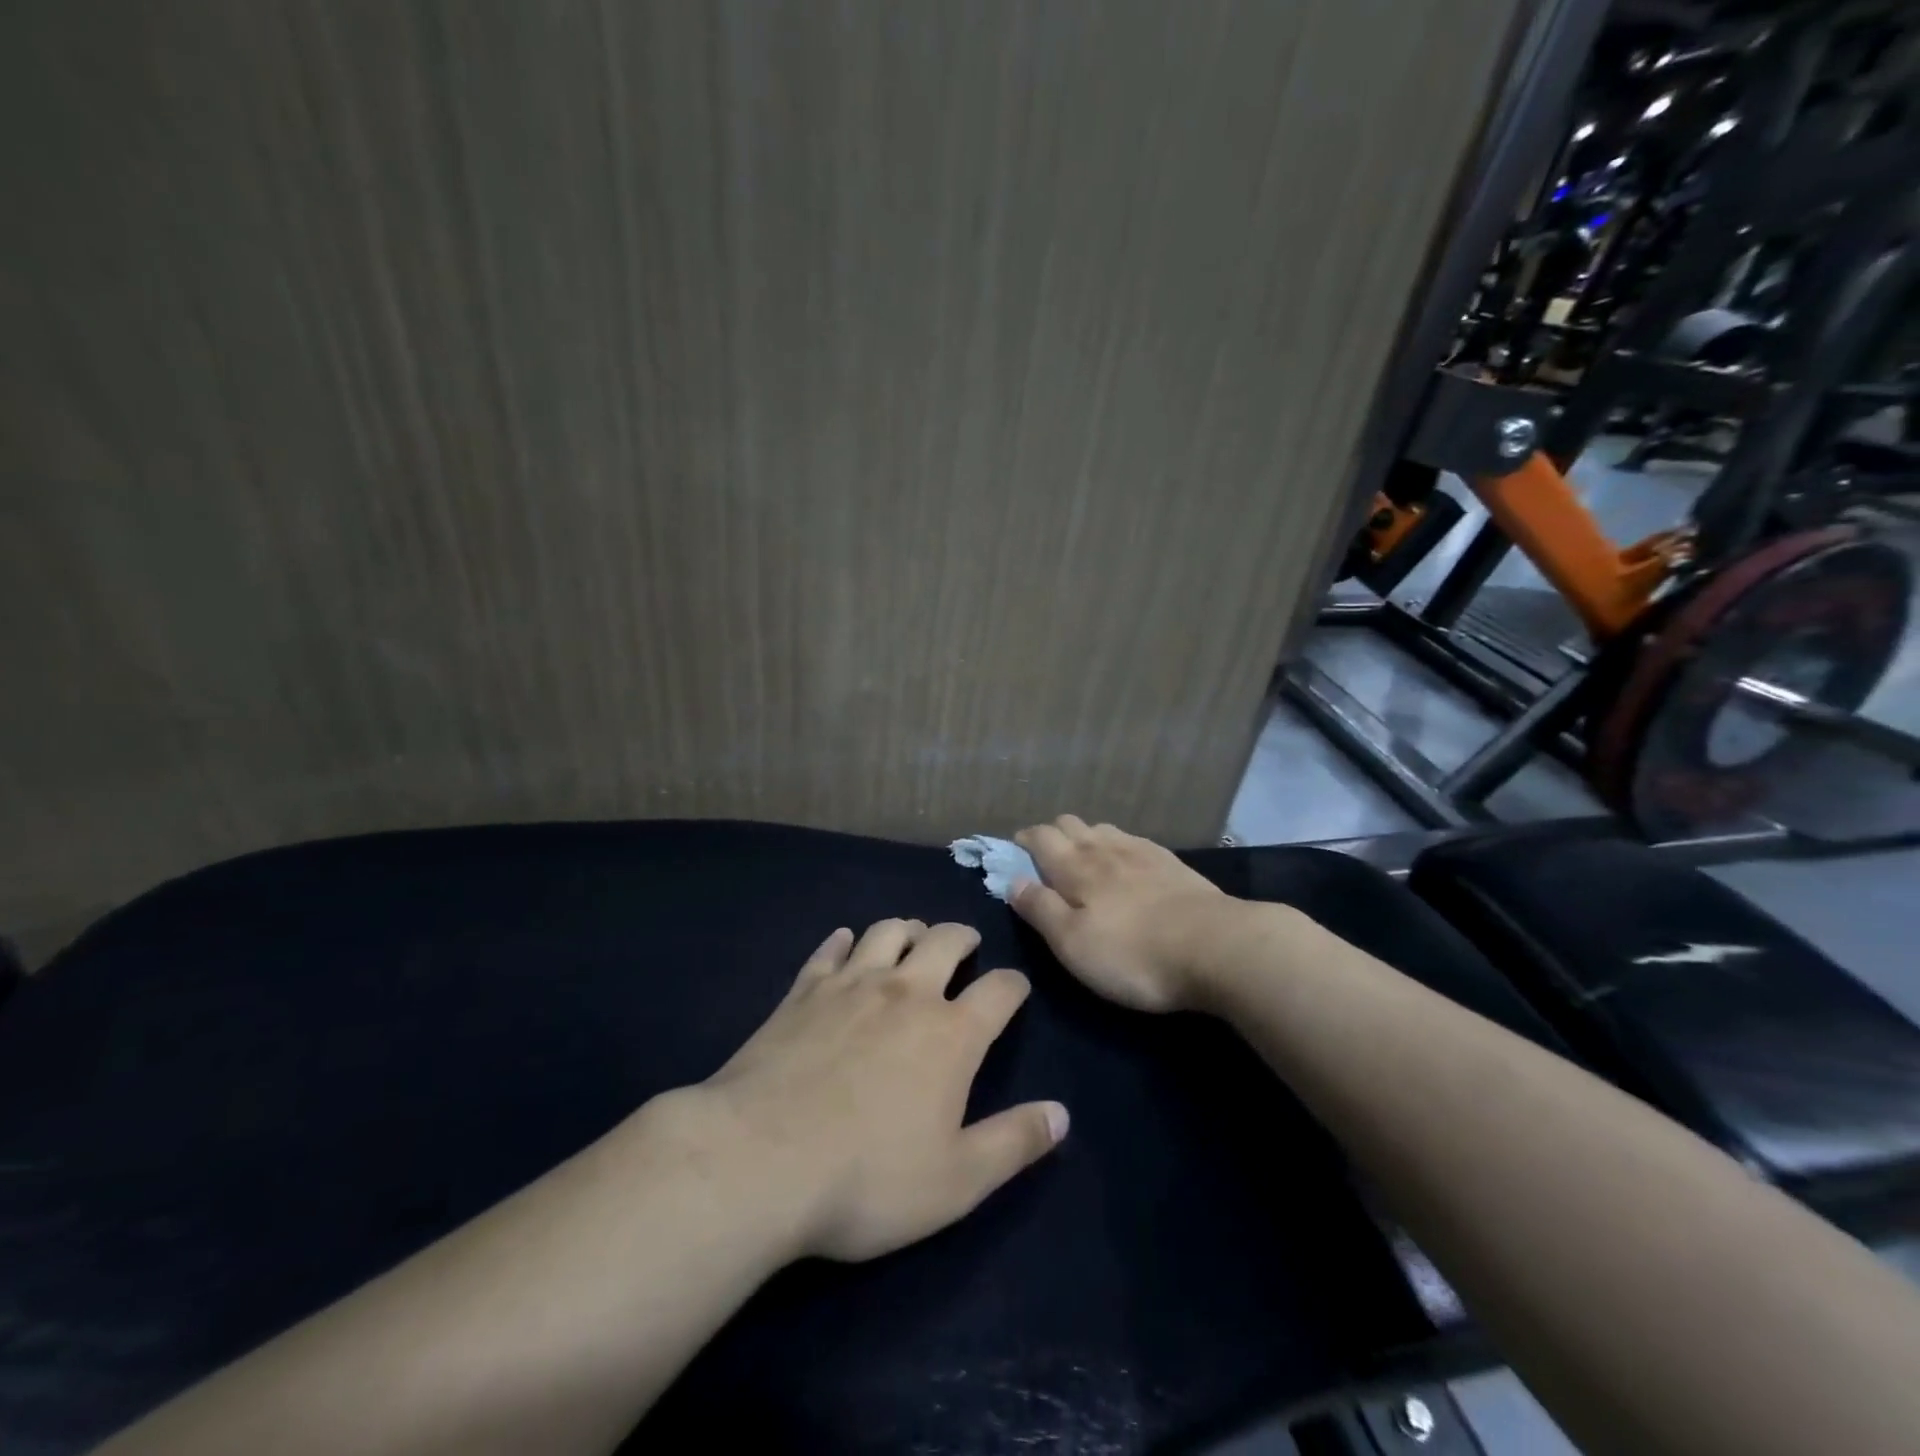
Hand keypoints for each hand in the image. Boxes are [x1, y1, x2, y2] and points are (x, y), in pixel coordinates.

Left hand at [693, 920, 1067, 1262]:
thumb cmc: (867, 1179)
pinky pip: (829, 949)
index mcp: (950, 1033)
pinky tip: (844, 944)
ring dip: (907, 928)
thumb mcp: (956, 1181)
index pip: (1000, 990)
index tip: (1016, 987)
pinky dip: (843, 941)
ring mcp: (850, 984)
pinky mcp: (803, 990)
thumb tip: (1062, 1114)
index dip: (1014, 984)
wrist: (759, 1161)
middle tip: (966, 943)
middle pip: (944, 941)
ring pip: (887, 931)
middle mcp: (906, 993)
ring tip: (913, 936)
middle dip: (963, 937)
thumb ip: (1014, 1143)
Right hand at [1010, 816, 1235, 1012]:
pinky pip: (1134, 841)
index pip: (1040, 837)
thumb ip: (1040, 909)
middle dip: (1052, 834)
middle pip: (1070, 823)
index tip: (1014, 852)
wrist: (1216, 947)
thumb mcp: (1072, 943)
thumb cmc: (1132, 953)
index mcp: (1075, 866)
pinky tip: (1127, 863)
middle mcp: (1105, 848)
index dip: (1023, 841)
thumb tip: (1013, 881)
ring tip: (1084, 860)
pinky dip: (1118, 845)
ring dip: (1086, 836)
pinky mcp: (1172, 863)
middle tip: (1046, 860)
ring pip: (1103, 828)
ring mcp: (1142, 852)